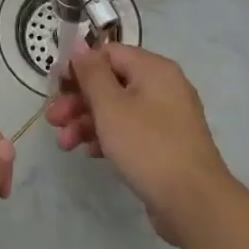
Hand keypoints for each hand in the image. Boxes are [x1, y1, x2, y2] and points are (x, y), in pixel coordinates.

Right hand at [46, 42, 236, 245]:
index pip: (108, 53)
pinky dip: (108, 137)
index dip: (79, 67)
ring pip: (118, 109)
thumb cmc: (148, 146)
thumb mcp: (111, 106)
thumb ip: (91, 73)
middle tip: (53, 120)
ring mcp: (166, 117)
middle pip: (111, 82)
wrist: (194, 203)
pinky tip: (90, 153)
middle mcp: (163, 86)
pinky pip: (131, 130)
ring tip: (65, 144)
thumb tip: (80, 45)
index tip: (55, 87)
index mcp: (153, 69)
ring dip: (87, 121)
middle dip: (78, 100)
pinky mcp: (165, 144)